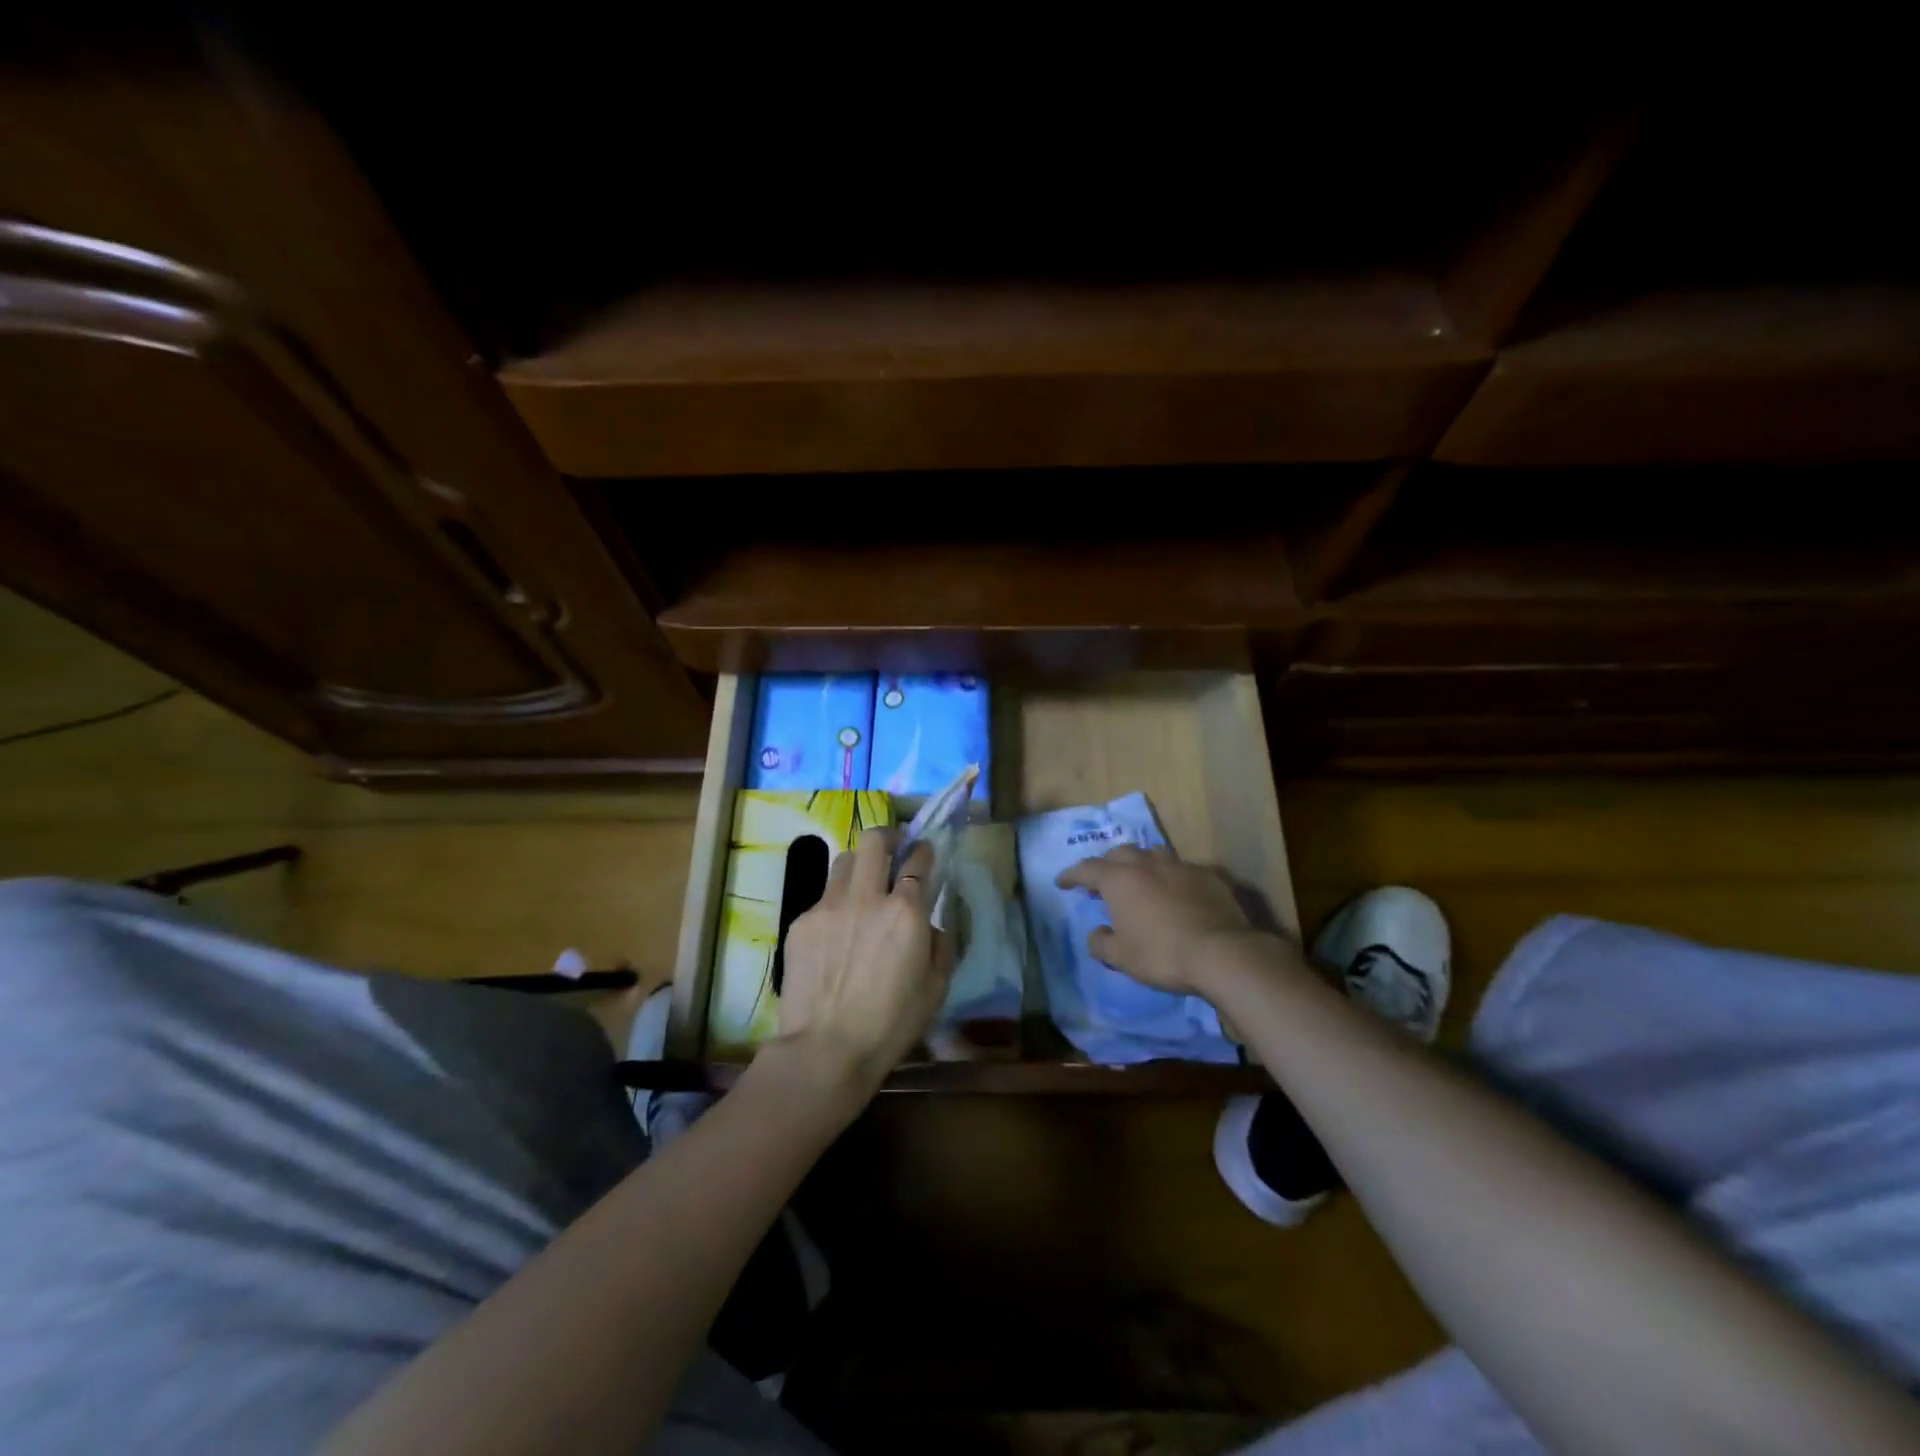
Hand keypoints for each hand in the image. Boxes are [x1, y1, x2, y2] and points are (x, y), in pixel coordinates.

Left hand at [773, 829, 950, 1102]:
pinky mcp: (801, 921)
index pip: (917, 860)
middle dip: (887, 838)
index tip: (923, 853)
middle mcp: (868, 897)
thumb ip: (941, 945)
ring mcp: (830, 906)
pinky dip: (835, 904)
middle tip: (892, 852)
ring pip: (844, 861)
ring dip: (859, 867)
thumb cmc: (891, 1024)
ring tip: (861, 888)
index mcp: (906, 911)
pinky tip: (836, 932)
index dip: (923, 851)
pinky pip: (822, 897)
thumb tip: (933, 925)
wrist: (826, 1049)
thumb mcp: (936, 988)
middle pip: (874, 840)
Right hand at [1055, 845, 1274, 997]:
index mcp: (1120, 879)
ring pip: (1153, 855)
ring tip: (1140, 881)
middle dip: (1107, 864)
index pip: (1086, 869)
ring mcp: (1180, 866)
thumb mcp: (1121, 957)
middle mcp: (1147, 864)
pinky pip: (1183, 870)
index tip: (1062, 883)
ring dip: (1141, 865)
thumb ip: (1101, 943)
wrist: (1222, 953)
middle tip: (1102, 882)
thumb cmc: (1161, 954)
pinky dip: (1172, 878)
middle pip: (1120, 853)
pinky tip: (1177, 893)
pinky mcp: (1209, 876)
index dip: (1071, 875)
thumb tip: (1097, 933)